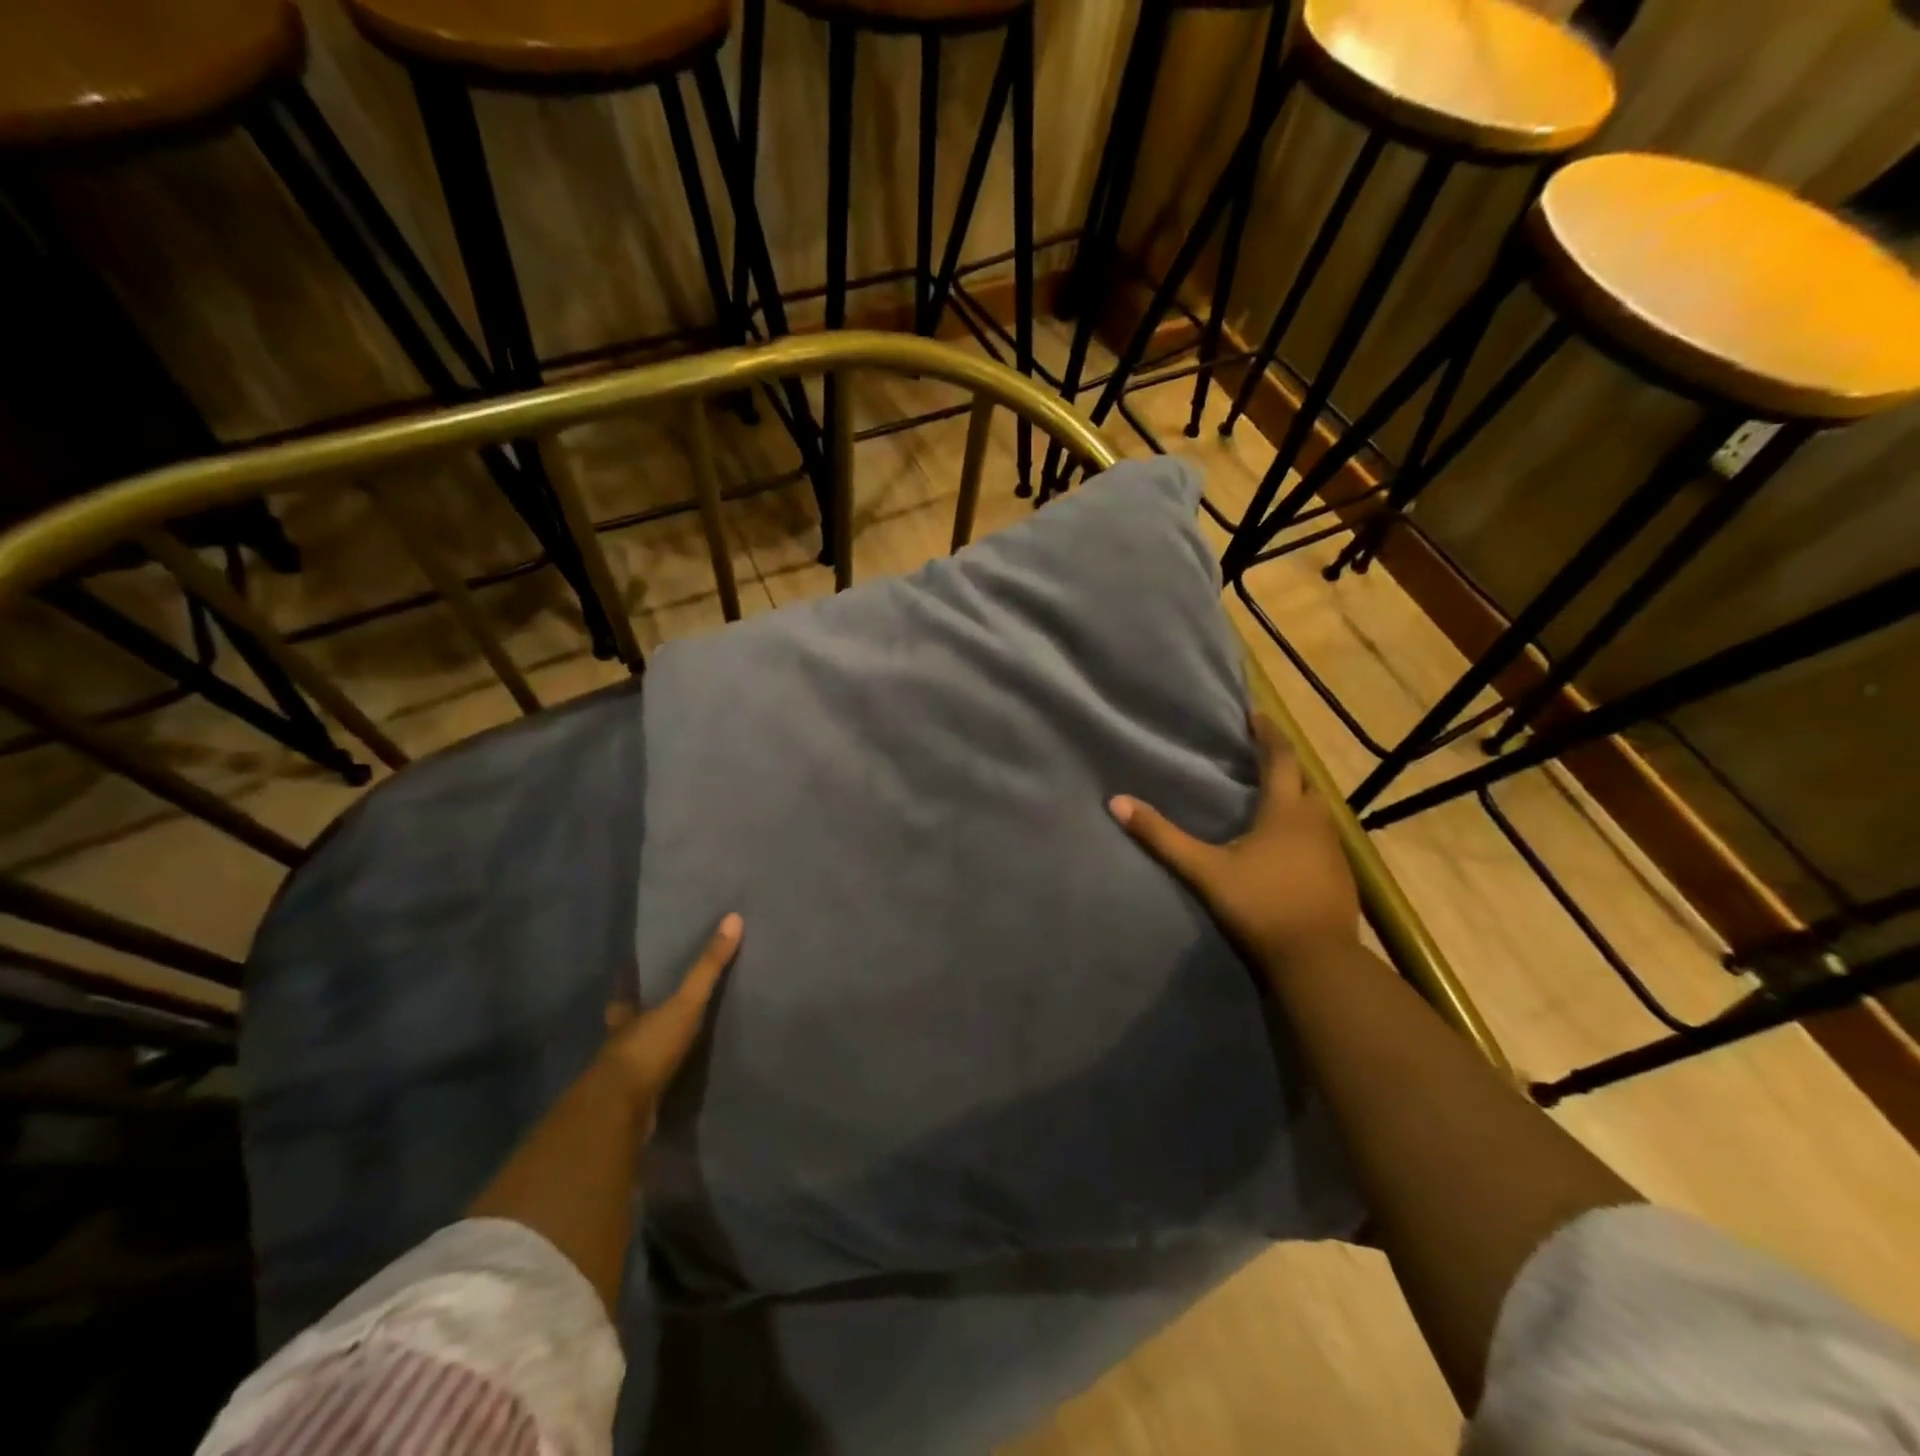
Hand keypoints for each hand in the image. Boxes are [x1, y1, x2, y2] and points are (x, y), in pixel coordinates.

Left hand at [602, 912, 741, 1134]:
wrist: (620, 1111)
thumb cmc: (648, 1047)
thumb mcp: (686, 1002)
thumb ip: (708, 966)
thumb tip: (733, 918)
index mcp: (626, 1019)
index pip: (623, 1000)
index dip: (625, 991)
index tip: (624, 982)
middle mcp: (619, 1047)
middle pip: (626, 1031)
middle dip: (636, 1026)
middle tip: (652, 1019)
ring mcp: (620, 1082)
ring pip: (633, 1063)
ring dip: (647, 1058)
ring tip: (669, 1054)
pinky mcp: (630, 1110)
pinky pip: (645, 1094)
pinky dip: (656, 1090)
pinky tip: (670, 1091)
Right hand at [1110, 713, 1358, 979]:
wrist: (1317, 961)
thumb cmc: (1260, 906)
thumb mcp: (1203, 870)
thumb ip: (1162, 836)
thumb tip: (1117, 802)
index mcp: (1286, 811)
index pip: (1281, 758)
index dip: (1269, 734)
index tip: (1255, 716)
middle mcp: (1316, 821)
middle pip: (1304, 780)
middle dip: (1284, 764)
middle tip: (1258, 757)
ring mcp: (1335, 849)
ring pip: (1317, 809)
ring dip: (1296, 795)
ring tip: (1271, 796)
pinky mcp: (1341, 875)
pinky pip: (1323, 835)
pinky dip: (1305, 826)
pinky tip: (1288, 844)